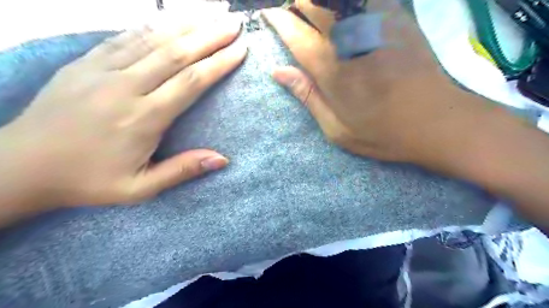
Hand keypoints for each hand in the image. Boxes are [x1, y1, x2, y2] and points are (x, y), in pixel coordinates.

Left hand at [0, 12, 247, 210]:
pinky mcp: (85, 63)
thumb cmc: (88, 180)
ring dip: (187, 25)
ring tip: (211, 16)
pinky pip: (125, 37)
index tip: (240, 50)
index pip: (191, 82)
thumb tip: (223, 159)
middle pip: (177, 53)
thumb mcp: (140, 188)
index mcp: (144, 118)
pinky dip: (152, 26)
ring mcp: (102, 70)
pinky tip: (170, 20)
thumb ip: (182, 170)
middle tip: (234, 24)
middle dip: (210, 36)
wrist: (20, 166)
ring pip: (153, 39)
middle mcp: (126, 87)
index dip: (219, 64)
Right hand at [264, 1, 500, 170]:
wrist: (438, 122)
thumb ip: (307, 95)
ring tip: (317, 12)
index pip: (295, 32)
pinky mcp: (399, 16)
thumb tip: (279, 72)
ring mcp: (376, 23)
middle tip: (293, 12)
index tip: (269, 14)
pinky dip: (349, 3)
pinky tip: (346, 12)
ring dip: (322, 1)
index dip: (278, 19)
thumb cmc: (382, 133)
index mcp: (331, 69)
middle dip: (298, 2)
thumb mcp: (336, 128)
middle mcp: (350, 39)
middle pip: (314, 1)